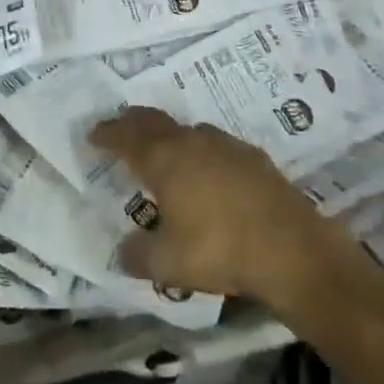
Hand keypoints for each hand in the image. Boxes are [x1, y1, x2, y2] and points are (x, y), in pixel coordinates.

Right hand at [90, 107, 360, 307]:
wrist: (291, 248)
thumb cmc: (220, 249)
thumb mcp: (168, 263)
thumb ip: (138, 255)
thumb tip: (121, 251)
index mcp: (163, 159)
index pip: (125, 136)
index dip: (106, 134)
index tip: (92, 135)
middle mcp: (190, 141)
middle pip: (153, 120)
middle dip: (132, 122)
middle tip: (120, 128)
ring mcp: (224, 144)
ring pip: (186, 128)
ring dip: (167, 134)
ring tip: (162, 150)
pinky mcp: (252, 156)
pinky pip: (213, 143)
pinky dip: (198, 149)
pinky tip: (205, 169)